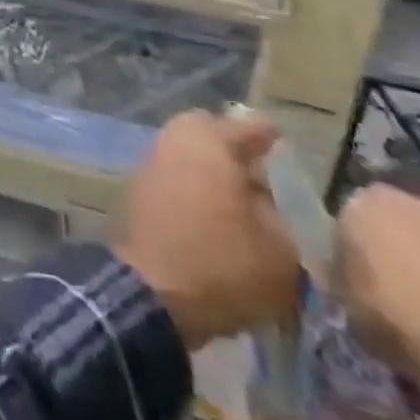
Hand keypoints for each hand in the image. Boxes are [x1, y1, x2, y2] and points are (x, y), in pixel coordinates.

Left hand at [115, 110, 300, 347]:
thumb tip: (271, 201)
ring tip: (241, 200)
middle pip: (205, 132)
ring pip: (185, 153)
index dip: (267, 135)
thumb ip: (282, 217)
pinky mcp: (136, 190)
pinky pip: (172, 176)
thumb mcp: (281, 250)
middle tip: (259, 172)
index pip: (245, 128)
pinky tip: (213, 214)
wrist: (152, 292)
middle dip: (231, 146)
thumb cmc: (223, 263)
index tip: (281, 140)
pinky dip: (192, 186)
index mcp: (208, 143)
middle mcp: (173, 142)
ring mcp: (149, 164)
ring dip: (210, 168)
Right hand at [333, 186, 419, 397]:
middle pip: (408, 227)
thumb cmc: (412, 328)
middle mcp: (416, 200)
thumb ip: (349, 282)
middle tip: (419, 304)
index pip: (351, 224)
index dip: (358, 257)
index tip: (367, 289)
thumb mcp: (354, 311)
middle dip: (413, 257)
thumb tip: (355, 281)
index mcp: (363, 205)